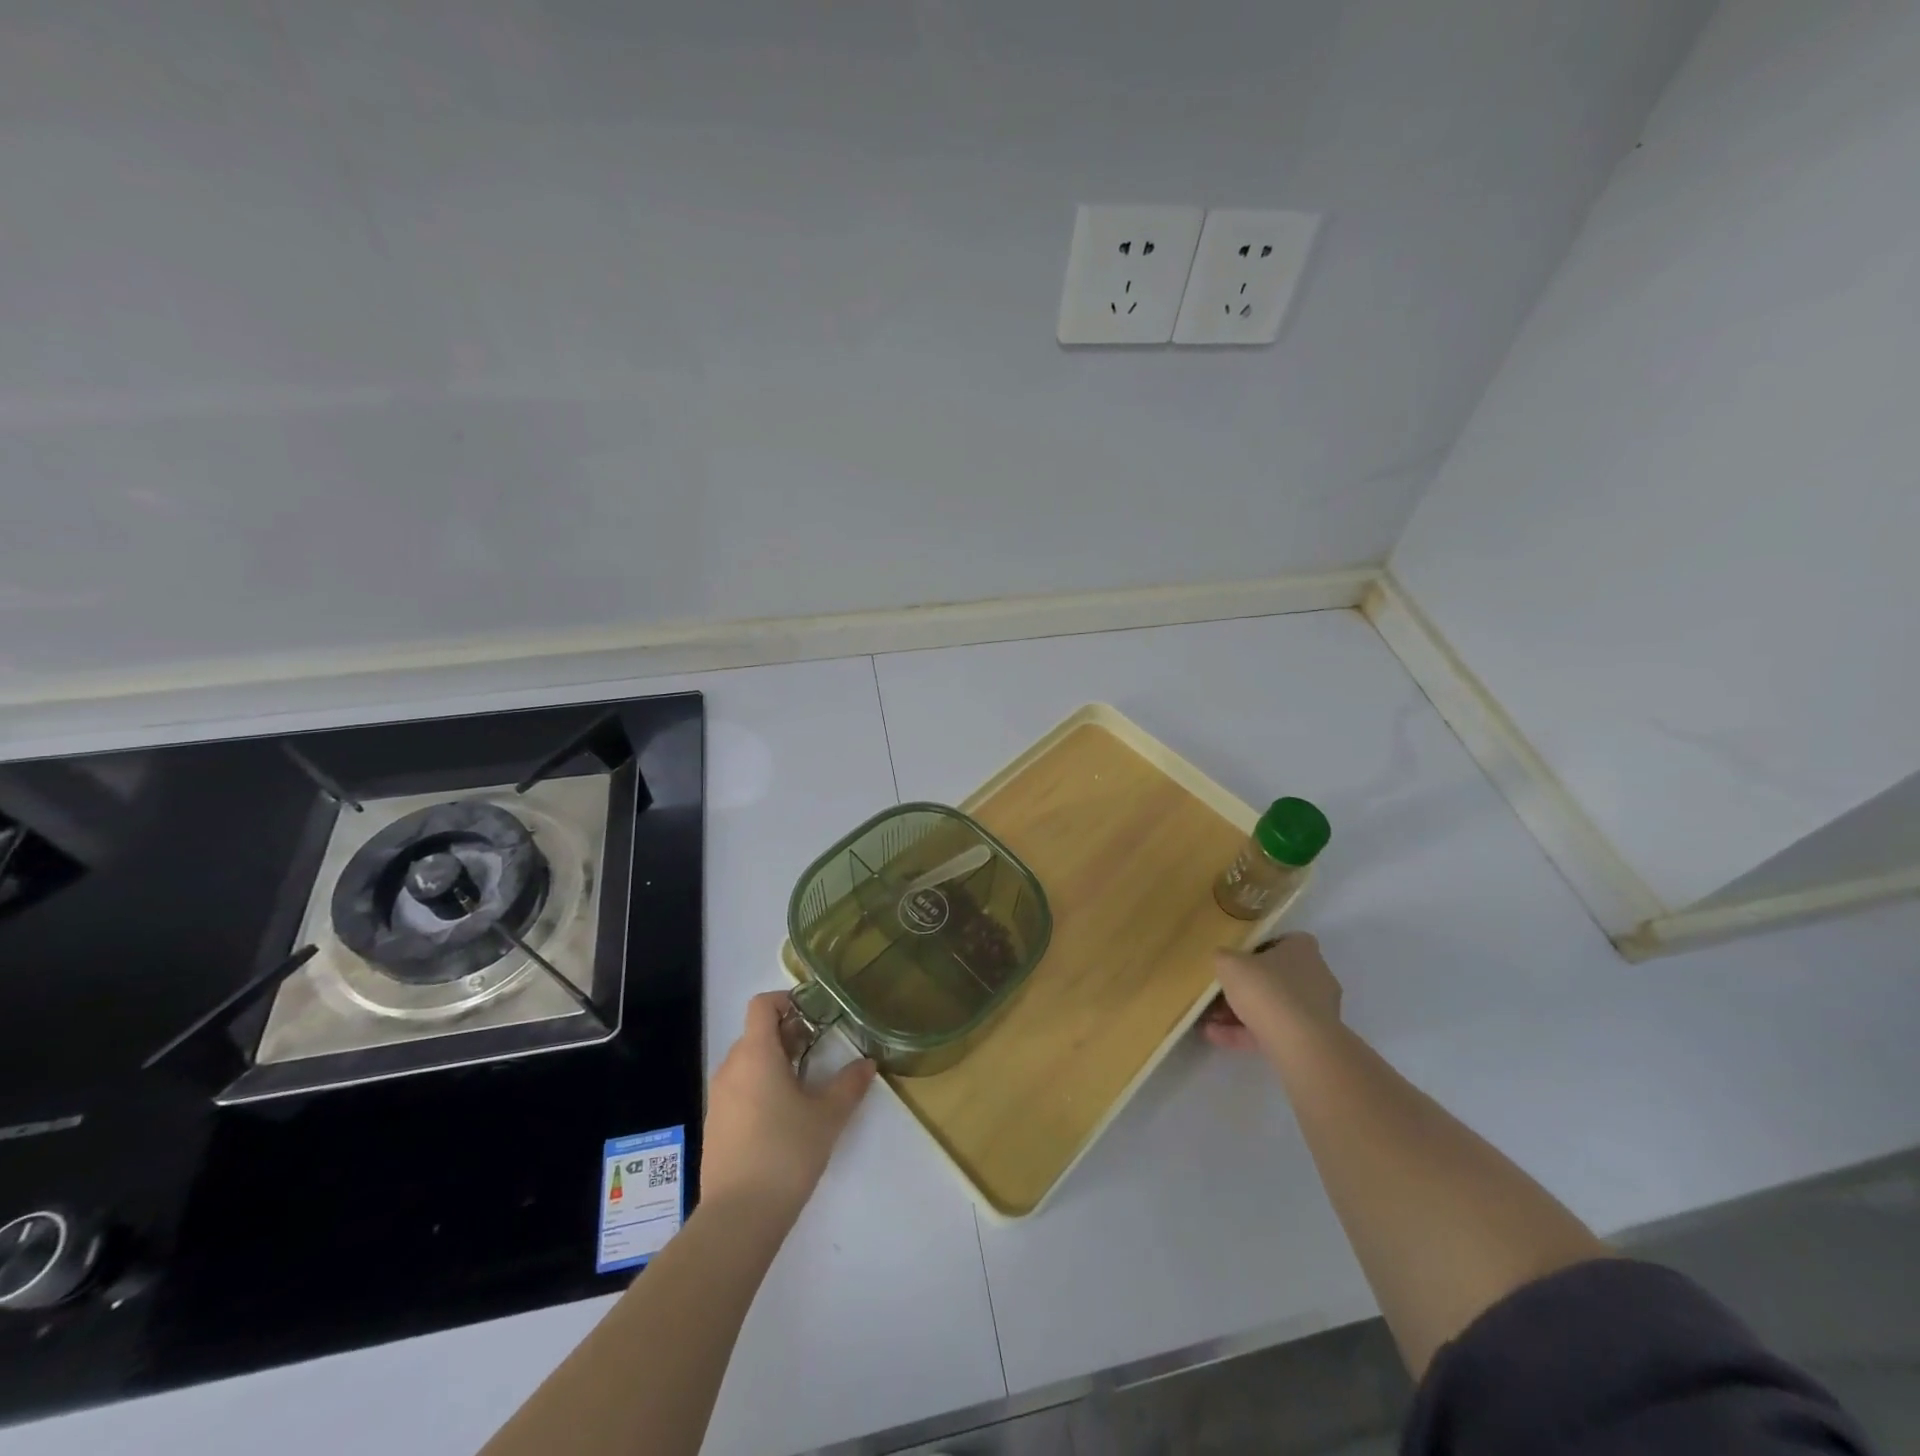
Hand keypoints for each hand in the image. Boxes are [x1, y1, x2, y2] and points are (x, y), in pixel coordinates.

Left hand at [702, 991, 876, 1219]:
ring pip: (747, 1063)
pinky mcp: (715, 1126)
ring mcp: (718, 1099)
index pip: (762, 1005)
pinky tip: (782, 1117)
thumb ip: (849, 1084)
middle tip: (817, 1050)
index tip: (813, 1015)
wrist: (738, 1217)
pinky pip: (738, 1090)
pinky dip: (760, 1088)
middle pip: (756, 1034)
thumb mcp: (828, 1116)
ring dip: (774, 1063)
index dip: (786, 1001)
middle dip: (787, 1035)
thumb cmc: (786, 1152)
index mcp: (756, 1054)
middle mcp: (731, 1068)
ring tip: (804, 1084)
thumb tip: (867, 1064)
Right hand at [1202, 933, 1342, 1053]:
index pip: (1281, 942)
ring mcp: (1315, 1011)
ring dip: (1240, 1013)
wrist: (1299, 1044)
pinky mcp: (1311, 1039)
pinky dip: (1246, 1033)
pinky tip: (1215, 1036)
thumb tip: (1223, 960)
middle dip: (1243, 988)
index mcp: (1302, 949)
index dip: (1256, 949)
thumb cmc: (1265, 989)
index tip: (1234, 960)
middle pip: (1274, 978)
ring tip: (1209, 1020)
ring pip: (1272, 1007)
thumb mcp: (1229, 963)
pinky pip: (1273, 1031)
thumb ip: (1223, 957)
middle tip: (1216, 994)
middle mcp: (1315, 976)